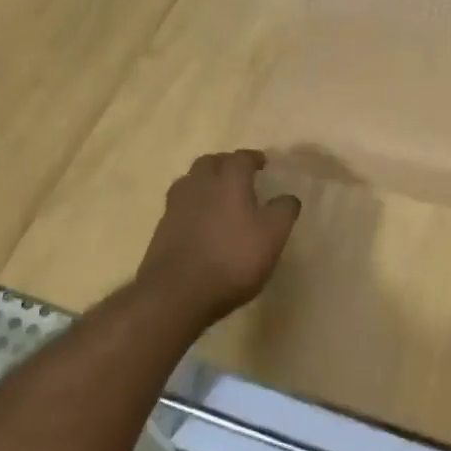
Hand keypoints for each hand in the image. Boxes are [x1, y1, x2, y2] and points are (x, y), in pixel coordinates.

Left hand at [135, 150, 301, 320]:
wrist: (178, 292)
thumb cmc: (233, 259)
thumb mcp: (272, 236)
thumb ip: (283, 211)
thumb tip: (288, 197)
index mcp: (228, 180)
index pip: (241, 157)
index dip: (253, 158)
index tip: (262, 164)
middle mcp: (199, 184)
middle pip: (210, 162)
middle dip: (225, 164)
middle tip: (239, 176)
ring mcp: (176, 205)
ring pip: (191, 181)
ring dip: (205, 183)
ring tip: (218, 197)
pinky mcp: (162, 227)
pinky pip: (180, 205)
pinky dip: (193, 206)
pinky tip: (201, 223)